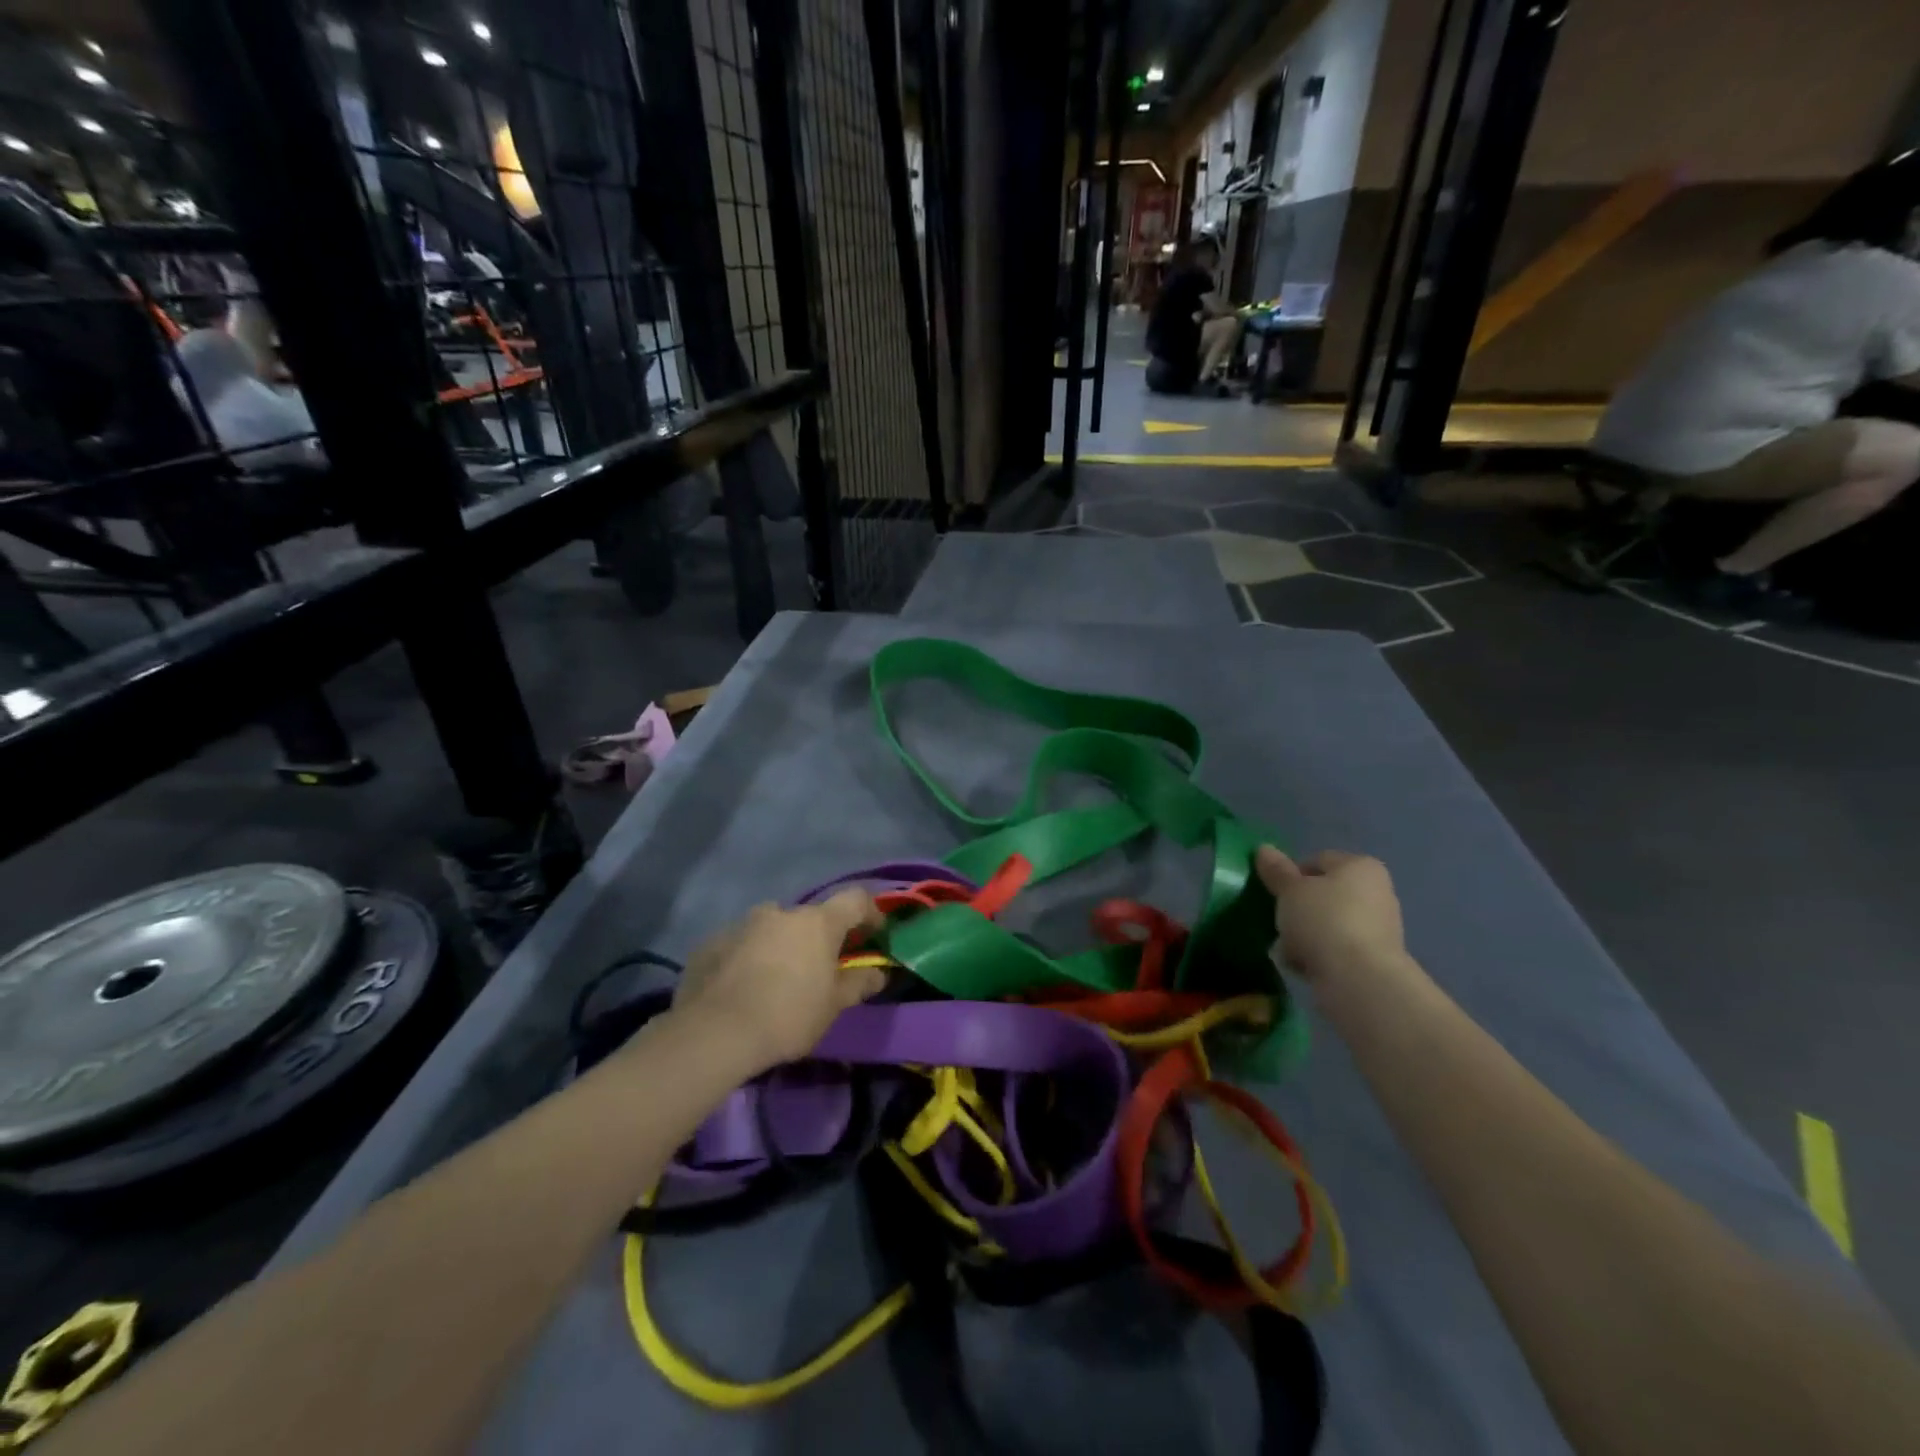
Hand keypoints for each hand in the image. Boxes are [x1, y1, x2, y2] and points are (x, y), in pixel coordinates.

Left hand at [667, 890, 887, 1074]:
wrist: (714, 1033)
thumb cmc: (788, 1015)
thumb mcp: (833, 1006)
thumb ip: (858, 983)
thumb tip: (878, 972)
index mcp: (817, 922)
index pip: (856, 900)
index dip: (870, 913)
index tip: (874, 934)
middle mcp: (780, 912)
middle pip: (809, 917)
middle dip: (817, 938)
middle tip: (817, 969)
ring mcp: (742, 924)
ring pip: (772, 928)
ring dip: (780, 945)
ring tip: (776, 980)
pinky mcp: (712, 942)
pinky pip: (741, 944)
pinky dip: (748, 958)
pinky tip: (743, 988)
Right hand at [1255, 847, 1407, 984]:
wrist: (1359, 979)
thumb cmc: (1324, 920)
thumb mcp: (1290, 890)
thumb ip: (1276, 870)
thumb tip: (1263, 848)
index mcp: (1360, 867)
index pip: (1318, 860)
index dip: (1292, 875)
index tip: (1275, 894)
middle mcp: (1376, 892)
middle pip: (1323, 895)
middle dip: (1297, 909)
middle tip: (1278, 922)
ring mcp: (1378, 928)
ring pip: (1327, 924)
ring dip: (1304, 935)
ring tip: (1286, 950)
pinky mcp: (1374, 960)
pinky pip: (1336, 950)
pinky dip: (1319, 955)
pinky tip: (1303, 966)